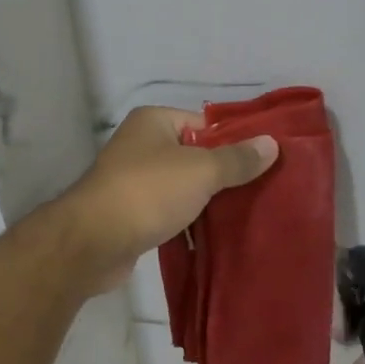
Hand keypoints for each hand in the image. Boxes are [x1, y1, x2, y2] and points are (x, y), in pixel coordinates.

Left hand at [61, 106, 278, 290]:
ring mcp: (133, 181)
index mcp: (153, 121)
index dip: (233, 142)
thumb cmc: (148, 192)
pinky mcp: (131, 214)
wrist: (93, 242)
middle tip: (260, 191)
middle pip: (194, 156)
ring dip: (206, 201)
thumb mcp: (201, 170)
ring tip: (244, 215)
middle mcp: (141, 145)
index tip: (262, 163)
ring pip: (183, 187)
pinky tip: (214, 236)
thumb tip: (271, 144)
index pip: (204, 124)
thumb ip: (237, 159)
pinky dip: (188, 222)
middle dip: (223, 175)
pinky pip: (169, 212)